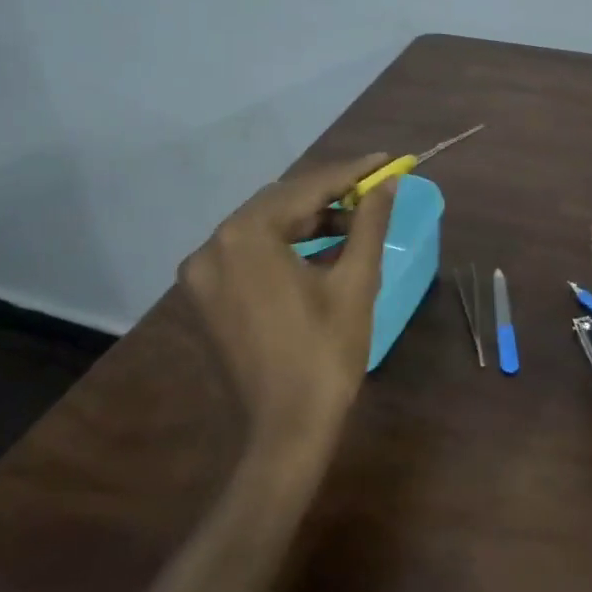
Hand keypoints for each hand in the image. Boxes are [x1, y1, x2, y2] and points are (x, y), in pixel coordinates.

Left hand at [177, 154, 396, 447]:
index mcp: (246, 236)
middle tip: (374, 190)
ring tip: (355, 221)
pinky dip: (285, 245)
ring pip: (264, 226)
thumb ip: (369, 223)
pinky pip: (249, 252)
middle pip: (280, 203)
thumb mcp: (355, 281)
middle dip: (329, 195)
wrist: (286, 431)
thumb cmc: (325, 354)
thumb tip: (388, 182)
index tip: (386, 160)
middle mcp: (213, 245)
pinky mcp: (205, 295)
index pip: (306, 188)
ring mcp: (203, 273)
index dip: (351, 172)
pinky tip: (322, 248)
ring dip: (308, 220)